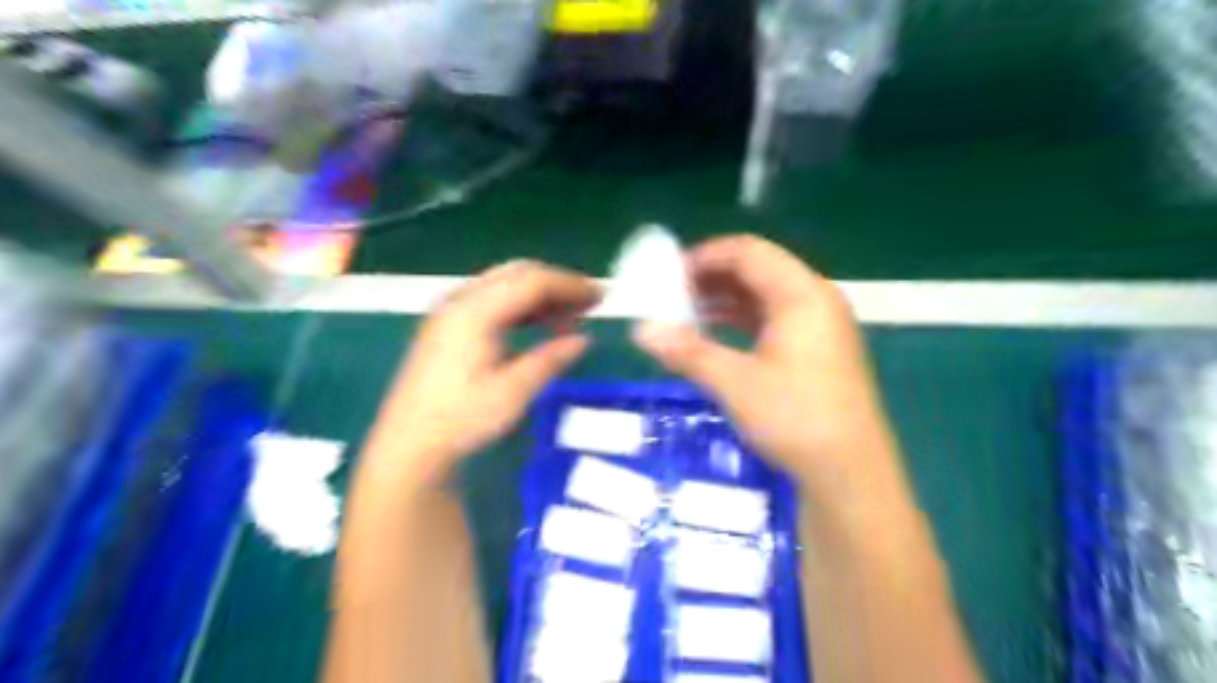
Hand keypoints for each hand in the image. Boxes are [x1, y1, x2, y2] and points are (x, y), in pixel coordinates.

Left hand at [367, 258, 601, 486]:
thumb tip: (584, 340)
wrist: (408, 444)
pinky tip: (539, 328)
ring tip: (571, 320)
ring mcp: (451, 311)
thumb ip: (549, 360)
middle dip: (558, 285)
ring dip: (541, 296)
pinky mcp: (448, 325)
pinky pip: (493, 300)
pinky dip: (522, 307)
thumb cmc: (461, 420)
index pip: (532, 281)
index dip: (570, 285)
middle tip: (590, 305)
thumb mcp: (512, 393)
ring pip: (506, 285)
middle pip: (518, 274)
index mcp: (475, 312)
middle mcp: (461, 300)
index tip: (601, 297)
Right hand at [638, 234, 902, 506]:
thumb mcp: (735, 383)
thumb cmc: (794, 418)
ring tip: (686, 312)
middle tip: (672, 294)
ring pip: (765, 295)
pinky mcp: (818, 349)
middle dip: (712, 277)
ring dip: (725, 299)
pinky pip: (774, 318)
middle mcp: (815, 299)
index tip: (669, 274)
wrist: (850, 473)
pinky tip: (715, 333)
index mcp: (801, 294)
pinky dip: (742, 320)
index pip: (748, 252)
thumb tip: (641, 331)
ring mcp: (820, 324)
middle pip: (758, 269)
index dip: (705, 256)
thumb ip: (687, 352)